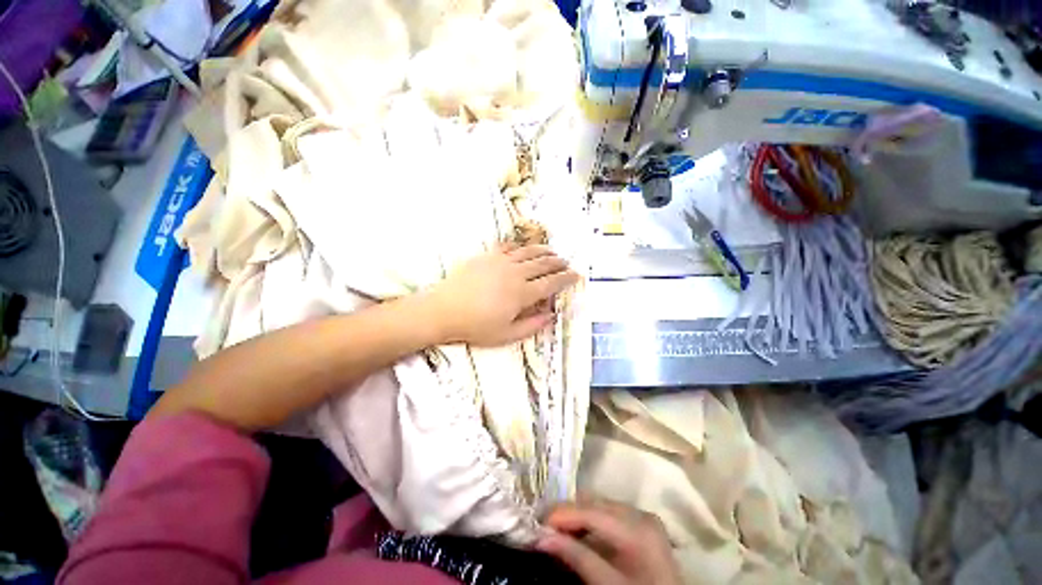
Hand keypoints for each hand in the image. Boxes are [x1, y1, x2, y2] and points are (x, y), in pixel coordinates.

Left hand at [425, 244, 578, 346]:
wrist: (444, 310)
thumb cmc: (476, 326)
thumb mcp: (507, 335)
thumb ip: (533, 325)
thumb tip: (552, 315)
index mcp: (522, 293)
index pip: (552, 282)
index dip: (566, 278)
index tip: (576, 276)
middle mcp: (515, 273)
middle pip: (543, 264)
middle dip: (558, 263)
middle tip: (566, 263)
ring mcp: (500, 261)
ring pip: (528, 252)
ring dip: (543, 251)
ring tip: (552, 252)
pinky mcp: (487, 256)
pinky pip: (508, 247)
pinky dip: (520, 247)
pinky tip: (523, 249)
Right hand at [537, 499, 681, 584]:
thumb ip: (578, 559)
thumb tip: (542, 537)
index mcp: (637, 528)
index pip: (591, 511)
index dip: (561, 514)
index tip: (536, 523)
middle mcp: (640, 514)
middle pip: (594, 503)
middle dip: (567, 513)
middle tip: (543, 526)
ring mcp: (643, 517)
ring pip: (600, 505)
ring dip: (577, 515)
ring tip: (557, 529)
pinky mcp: (643, 524)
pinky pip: (609, 514)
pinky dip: (591, 521)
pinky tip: (579, 532)